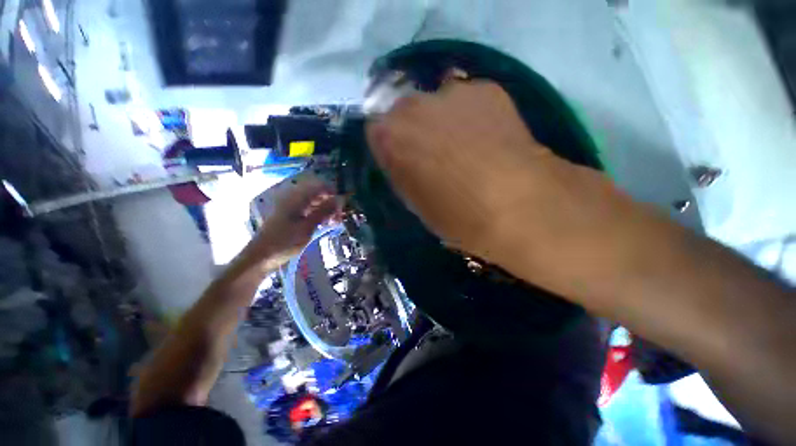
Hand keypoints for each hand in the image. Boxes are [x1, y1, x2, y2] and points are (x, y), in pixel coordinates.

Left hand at [245, 176, 339, 268]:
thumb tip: (339, 199)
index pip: (318, 187)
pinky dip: (318, 216)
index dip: (332, 192)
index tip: (343, 204)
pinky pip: (309, 212)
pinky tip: (325, 224)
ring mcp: (292, 209)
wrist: (260, 258)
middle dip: (330, 203)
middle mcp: (293, 200)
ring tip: (335, 222)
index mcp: (296, 199)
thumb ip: (323, 211)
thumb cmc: (284, 242)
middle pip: (317, 195)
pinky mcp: (291, 218)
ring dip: (326, 210)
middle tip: (340, 216)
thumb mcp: (307, 227)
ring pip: (314, 204)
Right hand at [366, 81, 657, 301]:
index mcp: (390, 138)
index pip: (376, 131)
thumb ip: (402, 171)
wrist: (517, 205)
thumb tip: (403, 156)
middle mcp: (413, 107)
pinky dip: (470, 116)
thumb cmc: (456, 216)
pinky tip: (487, 139)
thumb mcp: (415, 202)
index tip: (403, 161)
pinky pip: (466, 100)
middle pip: (403, 112)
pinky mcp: (486, 89)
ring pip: (434, 103)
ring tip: (465, 147)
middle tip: (434, 154)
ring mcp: (450, 92)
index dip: (390, 147)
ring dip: (441, 121)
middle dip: (413, 131)